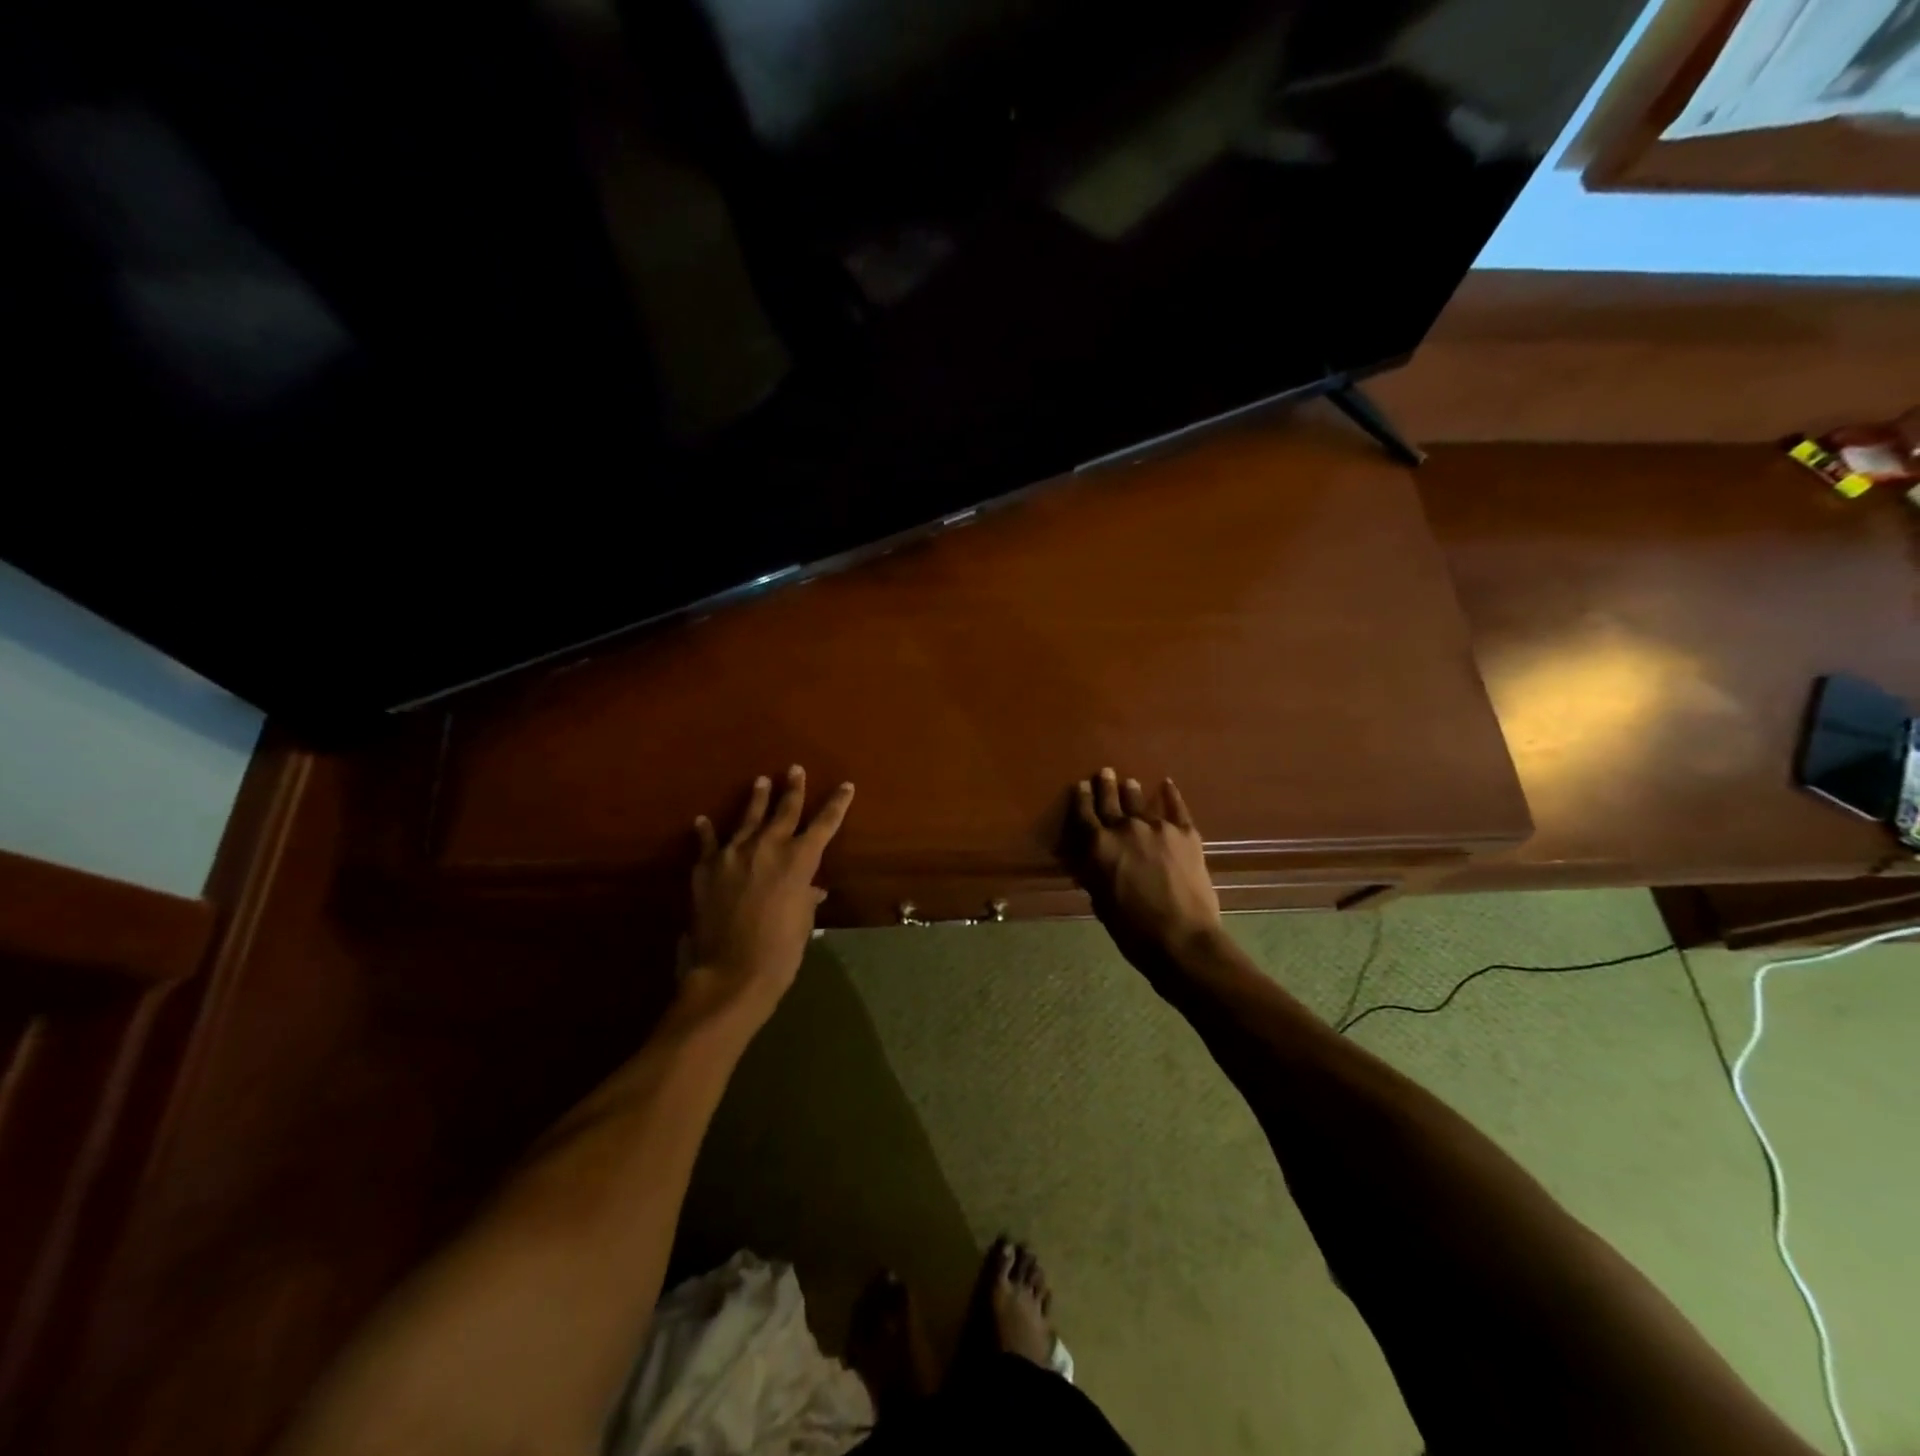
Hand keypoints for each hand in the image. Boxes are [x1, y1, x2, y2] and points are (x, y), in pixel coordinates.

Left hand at [684, 766, 854, 1027]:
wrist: (732, 972)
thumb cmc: (781, 950)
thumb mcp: (803, 921)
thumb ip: (806, 897)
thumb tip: (811, 889)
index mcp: (799, 860)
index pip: (825, 824)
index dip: (837, 804)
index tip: (845, 786)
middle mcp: (768, 847)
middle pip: (784, 810)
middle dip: (793, 789)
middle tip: (795, 769)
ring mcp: (733, 854)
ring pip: (747, 818)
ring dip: (756, 799)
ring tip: (761, 781)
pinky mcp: (706, 868)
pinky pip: (707, 843)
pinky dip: (706, 831)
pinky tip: (703, 820)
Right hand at [1067, 767, 1221, 977]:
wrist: (1182, 938)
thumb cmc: (1132, 930)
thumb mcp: (1101, 903)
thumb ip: (1093, 875)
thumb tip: (1085, 861)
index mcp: (1098, 847)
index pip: (1084, 815)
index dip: (1081, 799)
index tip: (1080, 786)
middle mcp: (1124, 828)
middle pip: (1110, 801)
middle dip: (1105, 786)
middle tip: (1105, 772)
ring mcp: (1157, 827)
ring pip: (1139, 801)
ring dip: (1131, 790)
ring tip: (1129, 781)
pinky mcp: (1185, 833)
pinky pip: (1176, 807)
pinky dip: (1171, 794)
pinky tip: (1167, 784)